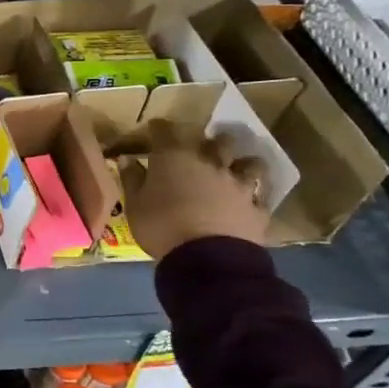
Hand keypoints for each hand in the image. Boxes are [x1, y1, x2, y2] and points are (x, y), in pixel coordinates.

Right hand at [123, 121, 270, 260]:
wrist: (206, 259)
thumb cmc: (161, 227)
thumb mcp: (134, 205)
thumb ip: (132, 179)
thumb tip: (128, 159)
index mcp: (174, 158)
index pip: (165, 130)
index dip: (159, 128)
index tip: (154, 129)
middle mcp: (209, 162)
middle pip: (216, 140)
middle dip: (210, 141)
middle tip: (202, 150)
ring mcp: (237, 184)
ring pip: (249, 163)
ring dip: (242, 163)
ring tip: (236, 169)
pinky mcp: (256, 207)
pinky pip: (260, 196)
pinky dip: (255, 195)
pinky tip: (250, 199)